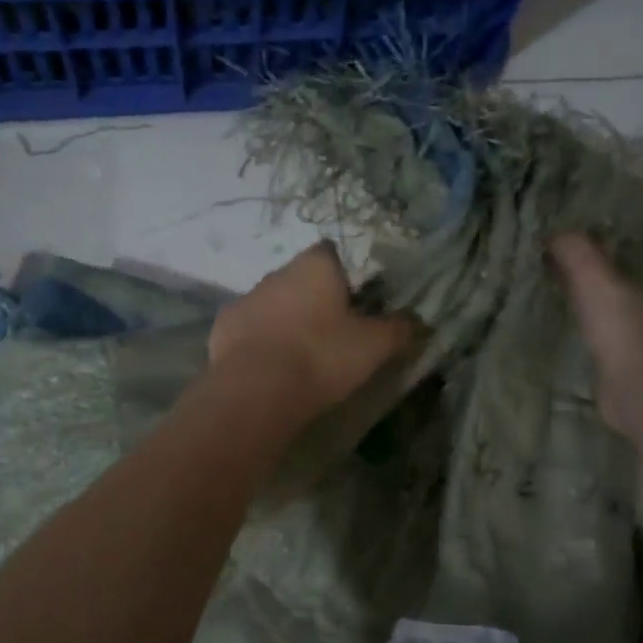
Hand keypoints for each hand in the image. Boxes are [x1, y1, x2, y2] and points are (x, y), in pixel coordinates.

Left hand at [210, 243, 413, 417]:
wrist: (257, 391)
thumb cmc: (322, 356)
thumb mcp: (374, 346)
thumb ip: (399, 329)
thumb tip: (419, 321)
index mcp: (314, 266)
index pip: (331, 252)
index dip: (344, 274)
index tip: (355, 302)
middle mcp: (277, 273)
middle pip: (301, 278)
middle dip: (314, 299)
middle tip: (333, 333)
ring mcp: (246, 299)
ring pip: (273, 303)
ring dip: (285, 320)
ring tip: (301, 355)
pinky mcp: (222, 328)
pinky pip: (249, 328)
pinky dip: (260, 341)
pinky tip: (271, 367)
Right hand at [552, 233, 642, 435]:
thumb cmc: (626, 328)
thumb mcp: (595, 279)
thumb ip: (576, 254)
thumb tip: (555, 232)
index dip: (622, 276)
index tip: (595, 276)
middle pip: (637, 310)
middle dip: (615, 308)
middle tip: (580, 303)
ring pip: (627, 341)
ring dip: (608, 338)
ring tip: (575, 332)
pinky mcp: (636, 387)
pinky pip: (615, 369)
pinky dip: (601, 365)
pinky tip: (581, 364)